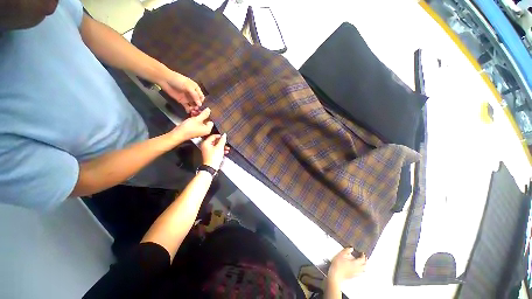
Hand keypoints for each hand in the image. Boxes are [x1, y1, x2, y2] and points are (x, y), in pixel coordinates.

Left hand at [158, 70, 204, 112]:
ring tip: (193, 111)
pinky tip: (189, 112)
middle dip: (198, 106)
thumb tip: (200, 104)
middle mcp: (193, 94)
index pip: (201, 97)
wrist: (165, 80)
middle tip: (197, 110)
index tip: (200, 106)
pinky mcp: (182, 101)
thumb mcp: (189, 86)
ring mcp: (187, 98)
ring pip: (193, 105)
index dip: (201, 101)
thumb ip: (195, 95)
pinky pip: (187, 106)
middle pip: (198, 102)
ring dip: (194, 108)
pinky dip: (188, 109)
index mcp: (196, 89)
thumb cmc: (178, 80)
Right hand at [171, 108, 212, 141]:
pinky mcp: (194, 129)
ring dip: (197, 115)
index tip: (203, 110)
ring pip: (200, 120)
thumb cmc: (188, 128)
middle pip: (205, 120)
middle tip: (196, 109)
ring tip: (193, 111)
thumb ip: (204, 114)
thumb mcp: (197, 119)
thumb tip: (209, 110)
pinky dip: (194, 118)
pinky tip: (191, 114)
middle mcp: (205, 130)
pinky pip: (196, 122)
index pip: (211, 120)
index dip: (207, 115)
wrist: (178, 134)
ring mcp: (199, 130)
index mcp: (208, 129)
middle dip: (201, 114)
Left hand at [200, 134, 229, 169]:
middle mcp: (205, 146)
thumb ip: (222, 140)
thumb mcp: (220, 147)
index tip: (224, 137)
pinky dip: (221, 150)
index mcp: (206, 143)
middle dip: (222, 143)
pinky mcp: (210, 155)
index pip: (213, 136)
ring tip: (227, 148)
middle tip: (226, 143)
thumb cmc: (213, 158)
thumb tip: (224, 135)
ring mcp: (208, 151)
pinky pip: (216, 150)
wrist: (211, 167)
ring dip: (222, 147)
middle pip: (215, 141)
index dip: (220, 136)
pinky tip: (225, 151)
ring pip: (216, 146)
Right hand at [327, 248, 366, 282]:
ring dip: (364, 266)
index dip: (363, 256)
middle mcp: (357, 269)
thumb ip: (347, 250)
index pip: (362, 260)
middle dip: (365, 261)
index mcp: (355, 263)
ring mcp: (355, 273)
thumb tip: (351, 248)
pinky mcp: (353, 276)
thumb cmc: (338, 264)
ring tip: (362, 263)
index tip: (362, 253)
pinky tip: (358, 269)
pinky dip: (361, 270)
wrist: (335, 274)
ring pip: (363, 270)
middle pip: (364, 266)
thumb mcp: (341, 254)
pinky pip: (360, 273)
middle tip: (364, 258)